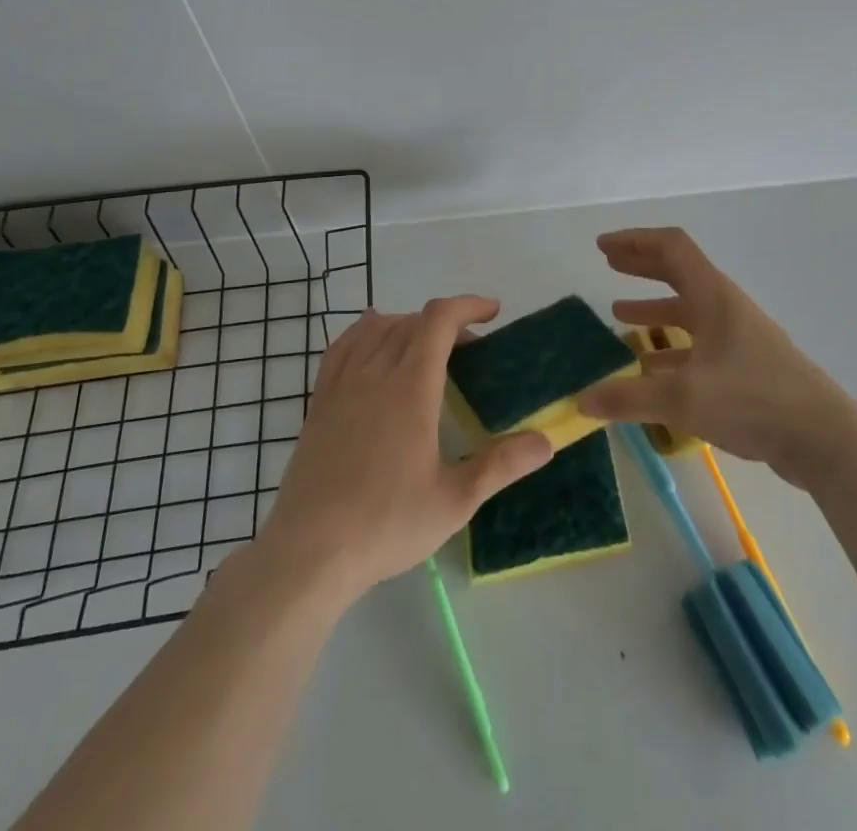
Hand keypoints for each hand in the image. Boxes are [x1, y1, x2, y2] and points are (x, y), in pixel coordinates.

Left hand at [259, 298, 551, 602]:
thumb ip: (501, 465)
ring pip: (376, 328)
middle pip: (411, 320)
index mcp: (411, 386)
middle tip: (470, 349)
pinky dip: (364, 333)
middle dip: (446, 323)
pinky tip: (371, 344)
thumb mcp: (454, 500)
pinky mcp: (319, 402)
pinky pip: (342, 347)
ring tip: (427, 346)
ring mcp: (342, 384)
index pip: (439, 320)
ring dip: (408, 324)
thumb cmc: (386, 523)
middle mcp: (375, 372)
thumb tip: (546, 441)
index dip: (468, 305)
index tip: (493, 312)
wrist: (309, 551)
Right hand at [577, 228, 848, 486]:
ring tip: (618, 315)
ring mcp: (737, 337)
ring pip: (687, 310)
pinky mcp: (744, 366)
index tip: (603, 246)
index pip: (671, 247)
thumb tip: (581, 400)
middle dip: (641, 266)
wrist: (822, 437)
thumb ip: (629, 398)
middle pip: (678, 271)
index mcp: (712, 296)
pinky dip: (670, 348)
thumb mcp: (683, 398)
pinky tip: (649, 368)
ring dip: (653, 307)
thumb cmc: (753, 399)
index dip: (635, 241)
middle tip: (608, 264)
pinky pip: (698, 344)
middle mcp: (724, 307)